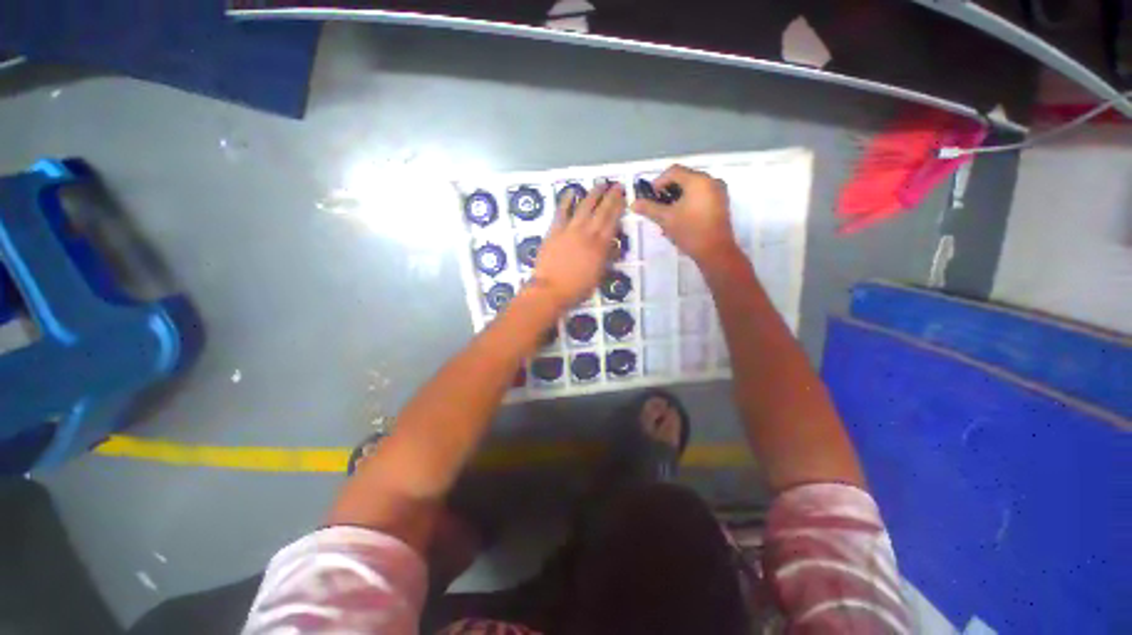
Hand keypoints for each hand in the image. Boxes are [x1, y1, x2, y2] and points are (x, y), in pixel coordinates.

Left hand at [531, 182, 625, 309]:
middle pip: (601, 210)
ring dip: (593, 194)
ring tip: (600, 184)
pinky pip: (561, 211)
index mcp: (600, 245)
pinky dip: (566, 200)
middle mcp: (587, 233)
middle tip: (617, 185)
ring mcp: (570, 230)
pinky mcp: (555, 230)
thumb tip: (615, 245)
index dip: (619, 207)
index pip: (613, 221)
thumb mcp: (599, 276)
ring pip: (584, 207)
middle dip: (610, 196)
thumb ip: (607, 258)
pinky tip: (572, 192)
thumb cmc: (577, 288)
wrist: (551, 289)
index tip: (624, 197)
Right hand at [631, 165, 739, 267]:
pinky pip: (701, 195)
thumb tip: (633, 203)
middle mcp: (711, 181)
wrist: (715, 251)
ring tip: (667, 214)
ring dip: (677, 197)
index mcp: (698, 180)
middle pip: (684, 178)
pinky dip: (688, 202)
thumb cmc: (690, 231)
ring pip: (692, 188)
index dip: (658, 182)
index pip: (674, 171)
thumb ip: (649, 208)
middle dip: (667, 191)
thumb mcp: (666, 219)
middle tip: (657, 206)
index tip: (650, 197)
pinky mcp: (721, 203)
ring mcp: (718, 192)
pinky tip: (680, 217)